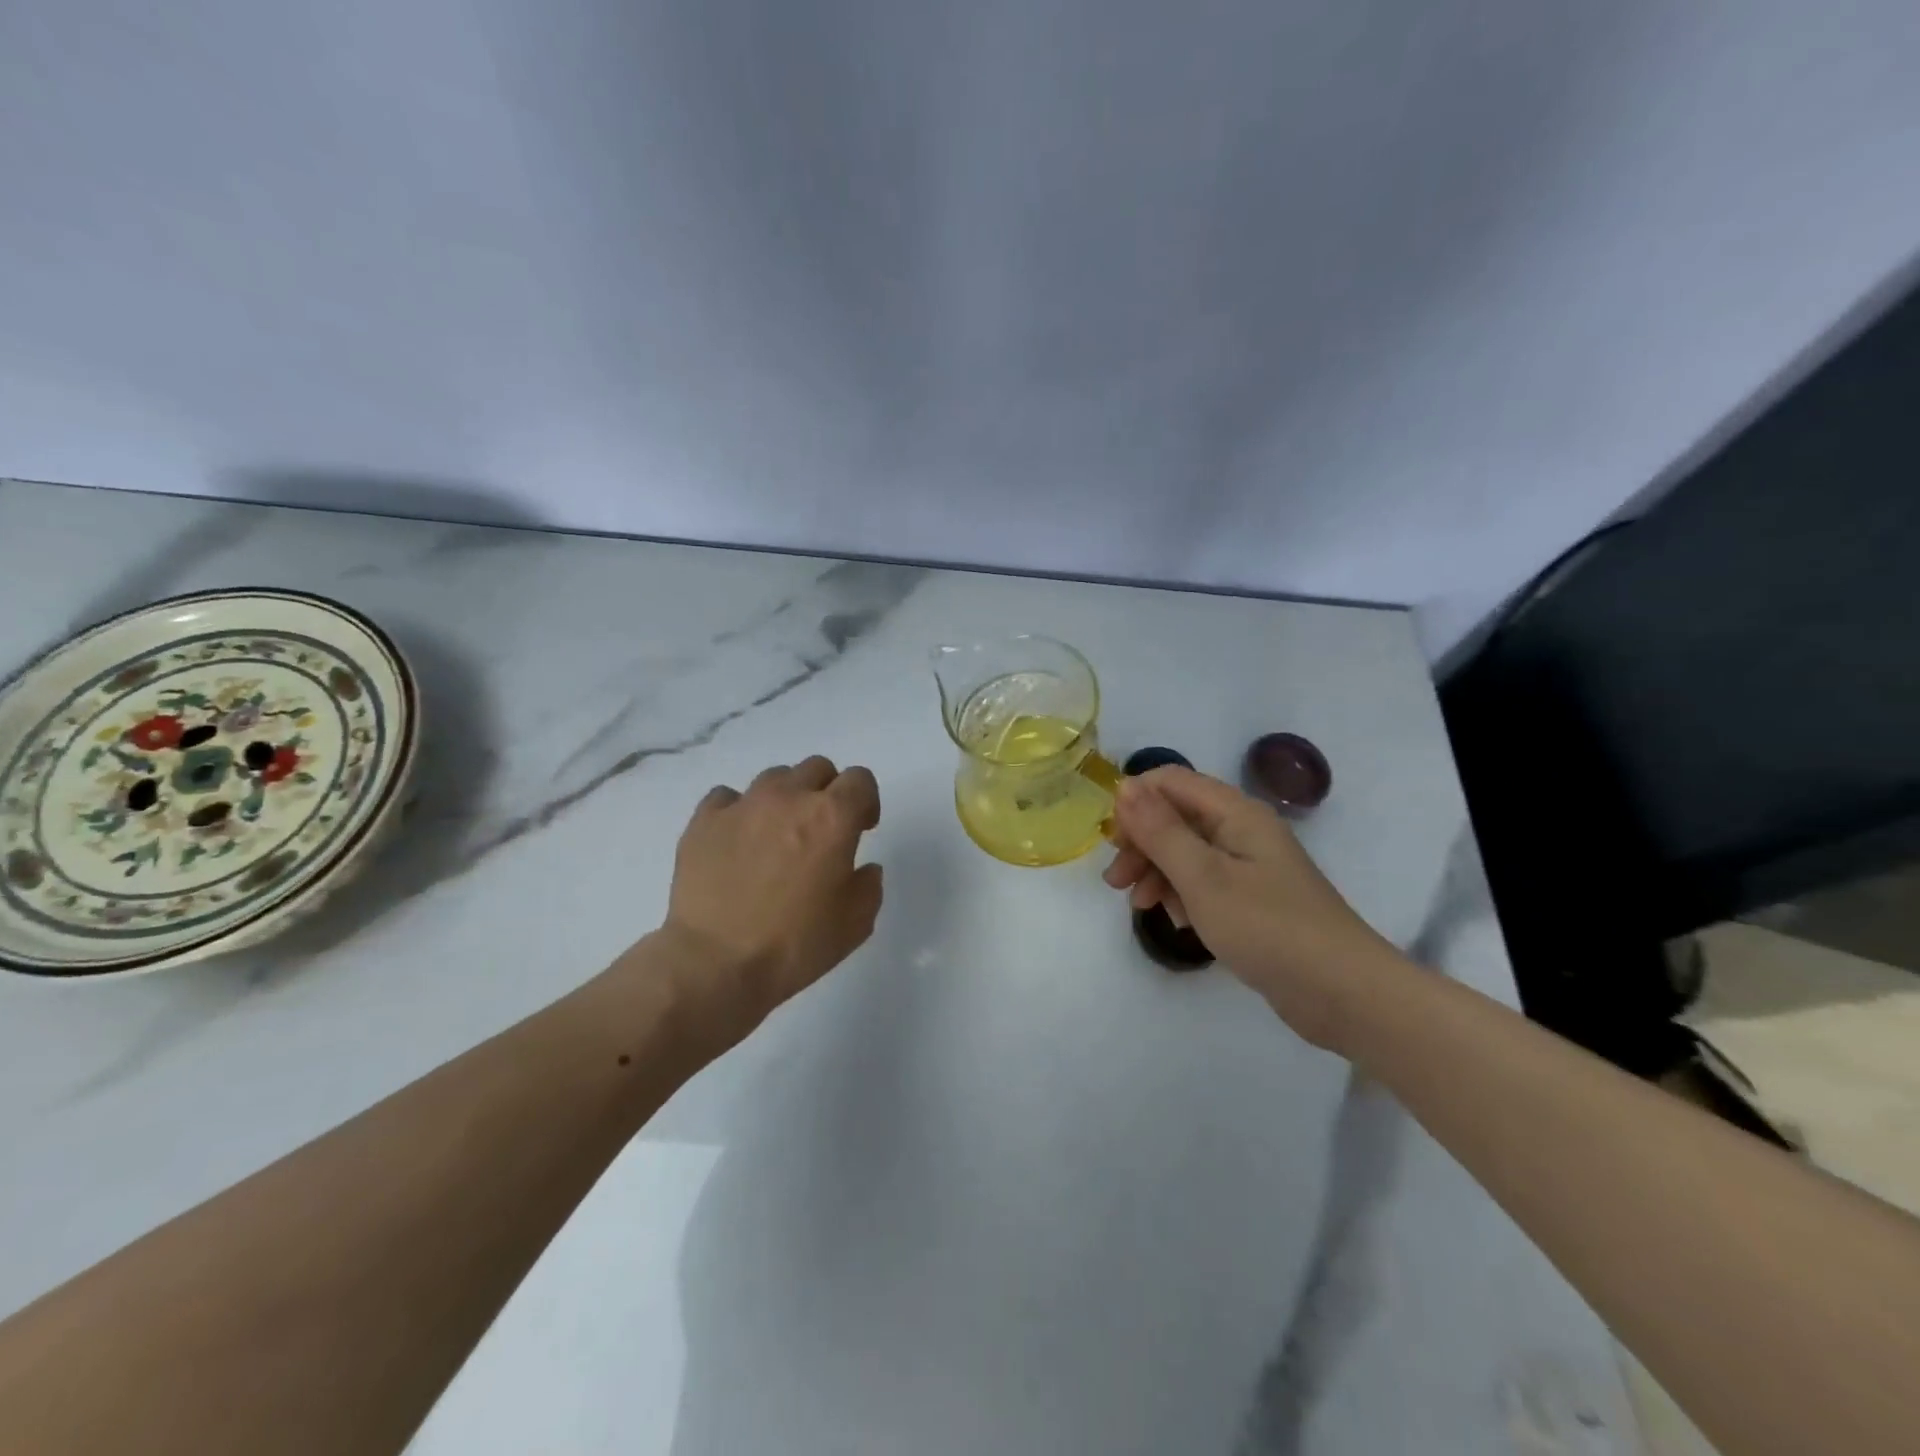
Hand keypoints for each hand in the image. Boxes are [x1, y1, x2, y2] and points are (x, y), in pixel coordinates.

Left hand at [653, 755, 883, 1042]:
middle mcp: (789, 798)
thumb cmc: (795, 945)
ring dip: (785, 798)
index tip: (860, 829)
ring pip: (774, 777)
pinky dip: (739, 812)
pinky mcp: (704, 820)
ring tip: (776, 836)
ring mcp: (743, 805)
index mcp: (832, 817)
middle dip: (827, 792)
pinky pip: (728, 797)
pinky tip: (737, 842)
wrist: (715, 964)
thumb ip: (868, 885)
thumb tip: (862, 869)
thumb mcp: (855, 924)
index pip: (860, 779)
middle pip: (817, 768)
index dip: (865, 801)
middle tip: (820, 831)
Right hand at [1104, 766, 1399, 1050]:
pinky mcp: (1253, 900)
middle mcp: (1242, 830)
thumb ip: (1160, 831)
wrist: (1344, 994)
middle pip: (1176, 818)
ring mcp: (1249, 866)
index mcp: (1235, 813)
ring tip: (1142, 907)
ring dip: (1157, 872)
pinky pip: (1204, 883)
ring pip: (1186, 853)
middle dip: (1141, 844)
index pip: (1171, 781)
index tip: (1111, 840)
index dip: (1135, 801)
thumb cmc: (1268, 928)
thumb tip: (1124, 785)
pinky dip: (1183, 895)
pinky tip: (1178, 922)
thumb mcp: (1203, 877)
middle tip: (1116, 882)